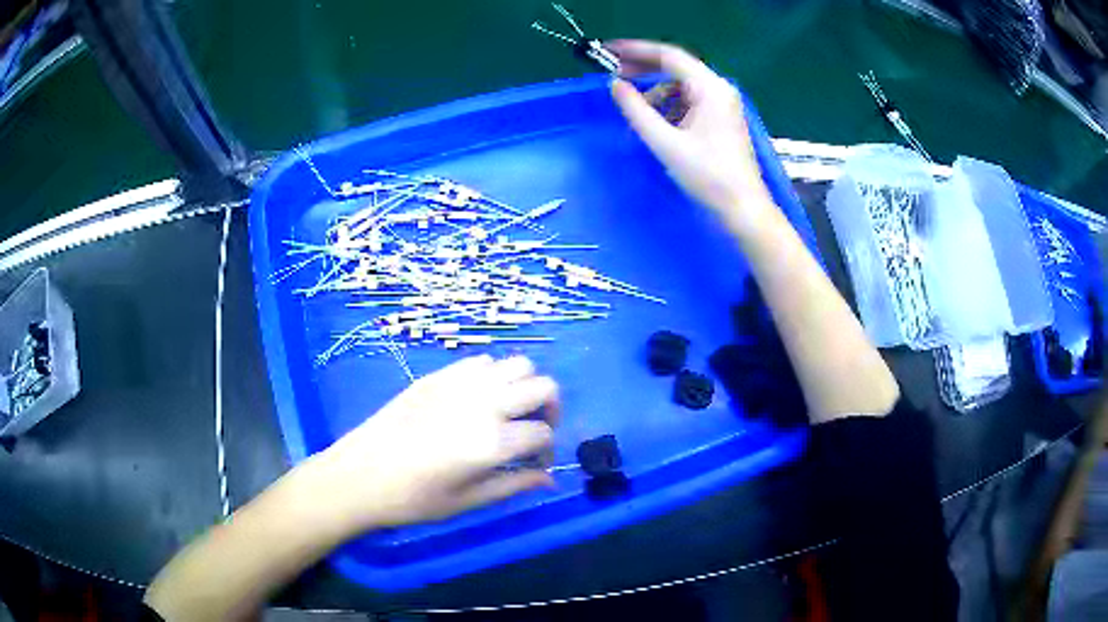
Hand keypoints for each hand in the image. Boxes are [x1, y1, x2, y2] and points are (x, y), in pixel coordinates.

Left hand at [302, 355, 558, 533]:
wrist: (361, 474)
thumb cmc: (414, 499)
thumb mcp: (469, 501)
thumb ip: (515, 485)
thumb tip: (549, 480)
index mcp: (493, 442)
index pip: (543, 434)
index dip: (547, 451)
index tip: (535, 465)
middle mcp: (484, 403)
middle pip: (543, 386)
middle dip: (550, 408)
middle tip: (534, 430)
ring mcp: (461, 383)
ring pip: (517, 364)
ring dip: (524, 386)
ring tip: (510, 411)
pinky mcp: (438, 375)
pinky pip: (482, 361)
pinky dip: (494, 376)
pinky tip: (478, 400)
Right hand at [608, 40, 772, 227]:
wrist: (743, 207)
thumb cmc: (707, 175)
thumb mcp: (665, 142)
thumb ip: (636, 110)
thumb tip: (615, 85)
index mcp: (710, 88)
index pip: (669, 56)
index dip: (637, 50)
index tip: (610, 51)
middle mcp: (719, 88)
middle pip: (677, 68)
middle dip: (645, 69)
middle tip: (614, 74)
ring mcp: (723, 103)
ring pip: (682, 86)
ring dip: (657, 92)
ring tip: (638, 111)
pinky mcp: (723, 117)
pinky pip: (691, 100)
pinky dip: (671, 105)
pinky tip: (659, 123)